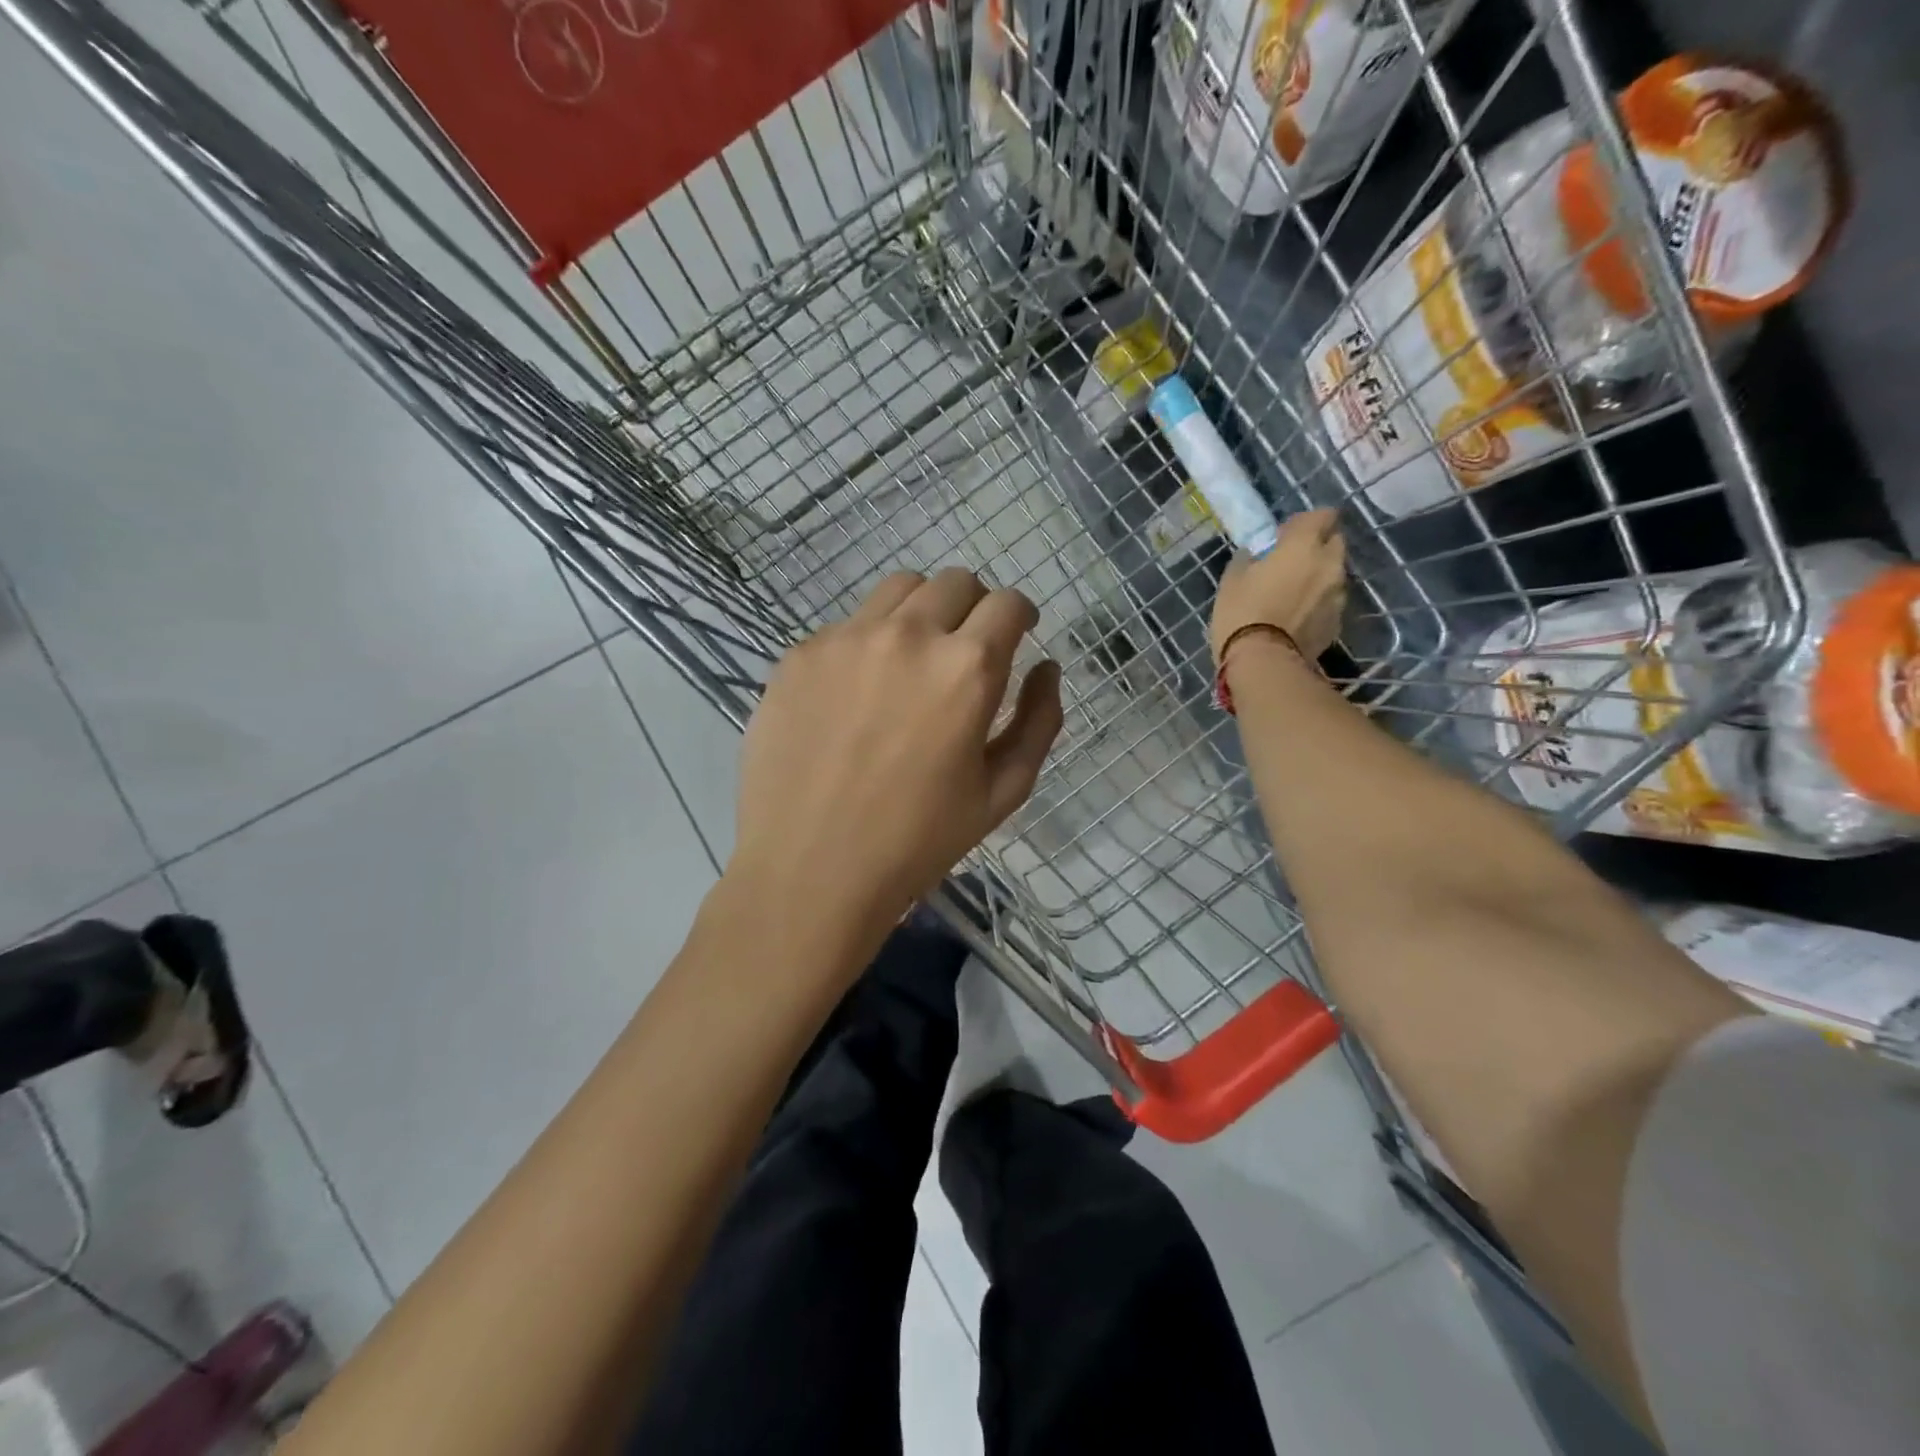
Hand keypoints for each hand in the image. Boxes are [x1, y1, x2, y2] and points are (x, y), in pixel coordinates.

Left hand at [730, 568, 1063, 942]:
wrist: (809, 870)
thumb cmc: (917, 842)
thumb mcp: (1003, 792)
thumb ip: (1039, 721)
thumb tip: (1046, 669)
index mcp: (966, 668)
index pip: (1008, 603)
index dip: (1020, 615)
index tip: (1016, 633)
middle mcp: (908, 635)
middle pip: (955, 582)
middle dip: (974, 607)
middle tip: (965, 650)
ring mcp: (846, 639)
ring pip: (899, 589)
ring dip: (921, 611)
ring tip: (912, 660)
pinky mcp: (800, 655)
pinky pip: (847, 625)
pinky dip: (867, 643)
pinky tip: (856, 694)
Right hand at [1209, 508, 1347, 665]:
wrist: (1263, 663)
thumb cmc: (1242, 614)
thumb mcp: (1232, 581)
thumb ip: (1248, 560)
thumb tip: (1255, 555)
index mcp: (1303, 546)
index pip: (1322, 515)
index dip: (1305, 522)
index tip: (1284, 536)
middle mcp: (1329, 564)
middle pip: (1334, 543)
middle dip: (1317, 547)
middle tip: (1291, 562)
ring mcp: (1337, 595)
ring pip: (1334, 574)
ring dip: (1318, 576)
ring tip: (1293, 593)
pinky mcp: (1337, 622)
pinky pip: (1330, 602)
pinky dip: (1317, 603)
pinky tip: (1296, 616)